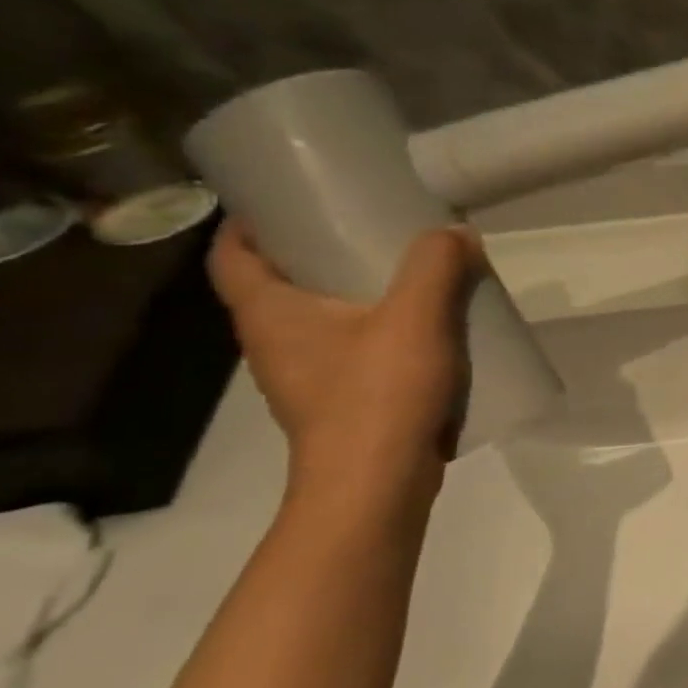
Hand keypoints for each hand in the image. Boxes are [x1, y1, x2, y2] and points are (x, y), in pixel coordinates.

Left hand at [208, 221, 480, 494]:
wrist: (377, 486)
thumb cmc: (377, 394)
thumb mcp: (415, 317)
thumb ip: (436, 266)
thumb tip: (455, 232)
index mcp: (270, 314)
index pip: (233, 257)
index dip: (248, 224)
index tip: (285, 201)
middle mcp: (275, 345)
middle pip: (280, 287)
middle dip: (315, 255)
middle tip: (364, 229)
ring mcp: (307, 381)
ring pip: (321, 324)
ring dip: (353, 298)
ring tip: (405, 279)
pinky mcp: (340, 407)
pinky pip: (352, 355)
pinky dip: (378, 336)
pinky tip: (424, 334)